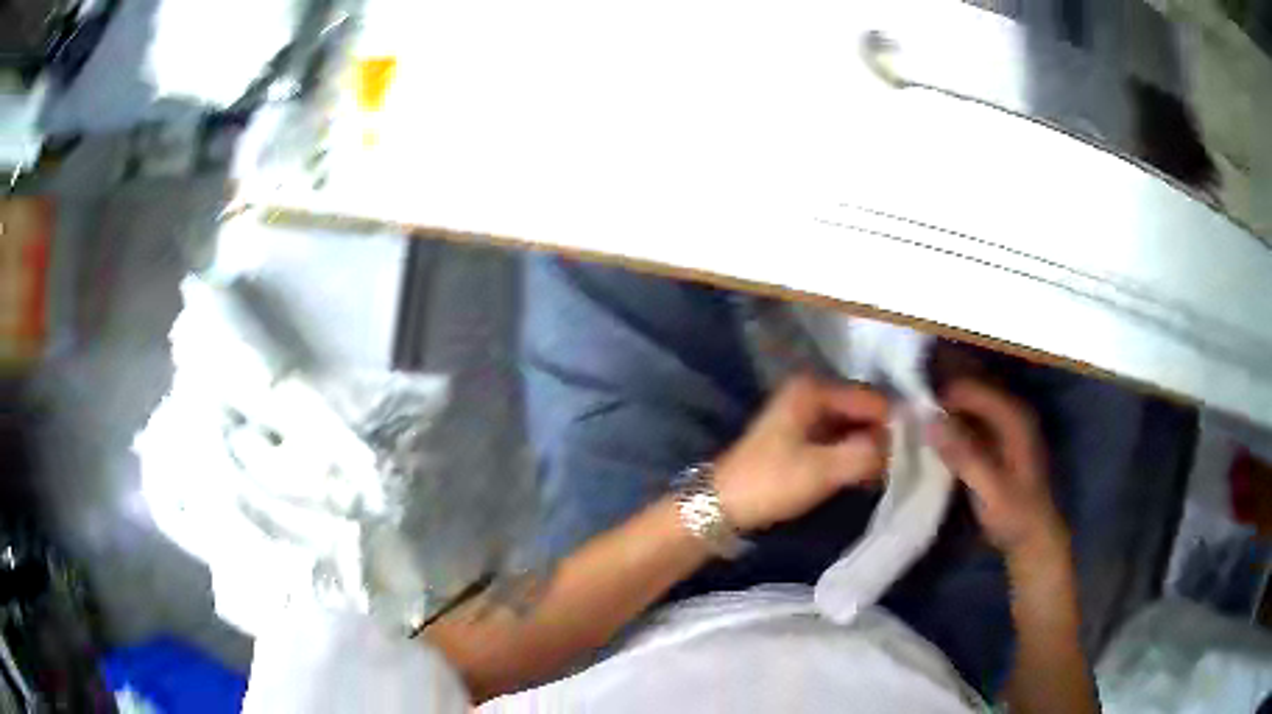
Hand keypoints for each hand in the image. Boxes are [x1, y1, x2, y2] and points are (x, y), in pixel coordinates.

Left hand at [714, 375, 888, 531]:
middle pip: (861, 412)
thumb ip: (868, 455)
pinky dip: (853, 457)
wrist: (720, 507)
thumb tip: (901, 447)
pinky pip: (838, 442)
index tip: (914, 453)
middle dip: (882, 438)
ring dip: (869, 450)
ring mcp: (804, 418)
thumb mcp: (824, 470)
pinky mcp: (800, 441)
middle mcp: (810, 395)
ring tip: (890, 475)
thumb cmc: (770, 483)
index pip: (871, 400)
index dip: (893, 425)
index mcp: (813, 390)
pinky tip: (868, 477)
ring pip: (851, 429)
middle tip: (904, 467)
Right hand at [929, 380, 1065, 554]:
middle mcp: (1010, 414)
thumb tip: (928, 422)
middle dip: (942, 403)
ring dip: (945, 417)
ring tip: (917, 429)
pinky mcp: (997, 444)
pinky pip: (970, 425)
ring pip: (968, 410)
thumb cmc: (1015, 514)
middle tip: (911, 419)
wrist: (1032, 538)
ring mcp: (1004, 429)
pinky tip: (935, 444)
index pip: (972, 389)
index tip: (912, 410)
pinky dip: (953, 430)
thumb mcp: (989, 488)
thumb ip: (962, 454)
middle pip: (970, 394)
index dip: (943, 396)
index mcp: (1014, 417)